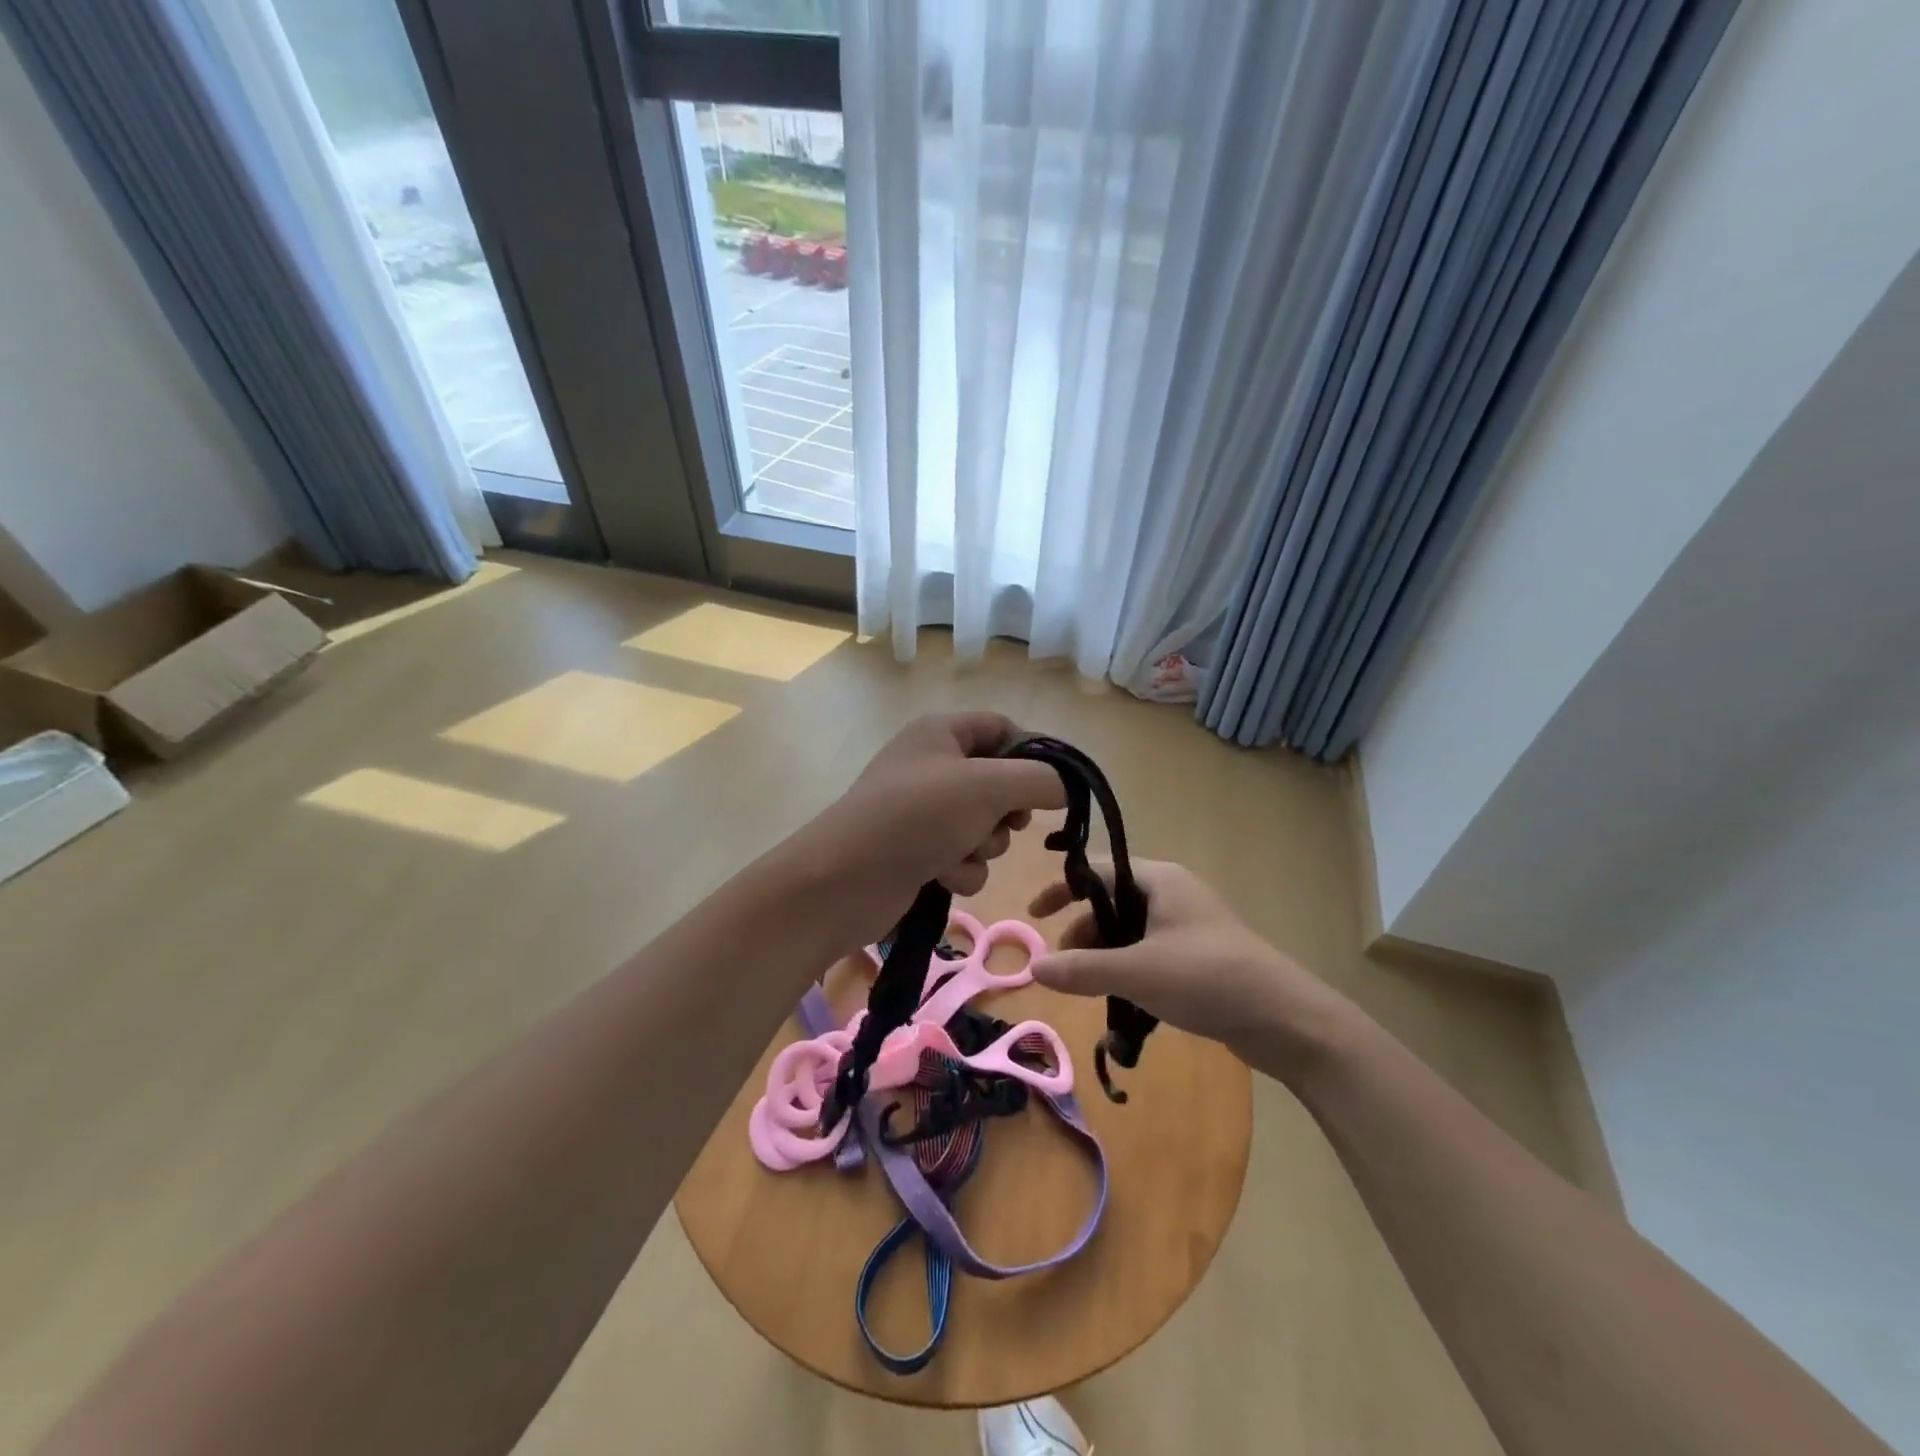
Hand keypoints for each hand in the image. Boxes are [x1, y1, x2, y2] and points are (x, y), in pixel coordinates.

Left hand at [800, 713, 1066, 944]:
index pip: (1002, 727)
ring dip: (983, 846)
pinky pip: (964, 857)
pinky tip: (941, 876)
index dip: (1032, 753)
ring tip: (959, 853)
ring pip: (984, 826)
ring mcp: (923, 812)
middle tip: (1003, 821)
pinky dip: (961, 869)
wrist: (846, 880)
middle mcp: (932, 766)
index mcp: (941, 733)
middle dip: (1006, 811)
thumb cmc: (917, 817)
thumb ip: (1038, 780)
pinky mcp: (918, 852)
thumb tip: (1062, 787)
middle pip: (998, 782)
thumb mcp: (988, 787)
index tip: (1054, 785)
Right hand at [1027, 859, 1350, 1077]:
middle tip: (1063, 963)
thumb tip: (1033, 967)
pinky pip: (1151, 954)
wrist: (1285, 1019)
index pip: (1097, 871)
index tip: (1034, 916)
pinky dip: (1130, 970)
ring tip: (1089, 988)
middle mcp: (1173, 894)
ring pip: (1131, 931)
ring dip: (1105, 955)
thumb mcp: (1137, 972)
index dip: (1062, 889)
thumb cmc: (1207, 977)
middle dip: (1083, 931)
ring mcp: (1189, 926)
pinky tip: (1122, 1002)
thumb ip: (1081, 969)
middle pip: (1112, 901)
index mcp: (1159, 879)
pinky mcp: (1200, 957)